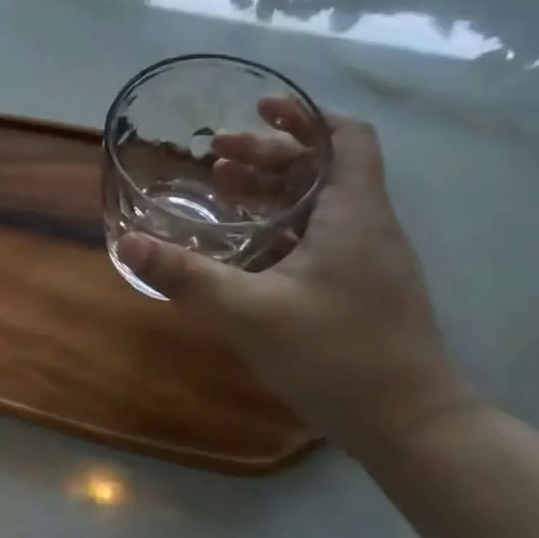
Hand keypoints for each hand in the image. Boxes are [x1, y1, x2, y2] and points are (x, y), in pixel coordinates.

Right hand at [117, 111, 476, 456]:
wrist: (411, 427)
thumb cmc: (336, 355)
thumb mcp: (248, 312)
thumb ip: (185, 276)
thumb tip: (127, 243)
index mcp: (353, 214)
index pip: (346, 137)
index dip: (304, 116)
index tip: (257, 110)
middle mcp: (366, 226)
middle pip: (322, 166)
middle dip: (268, 154)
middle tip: (213, 155)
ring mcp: (366, 260)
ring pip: (318, 203)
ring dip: (270, 189)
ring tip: (219, 189)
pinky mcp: (359, 288)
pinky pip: (317, 236)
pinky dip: (279, 225)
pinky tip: (241, 246)